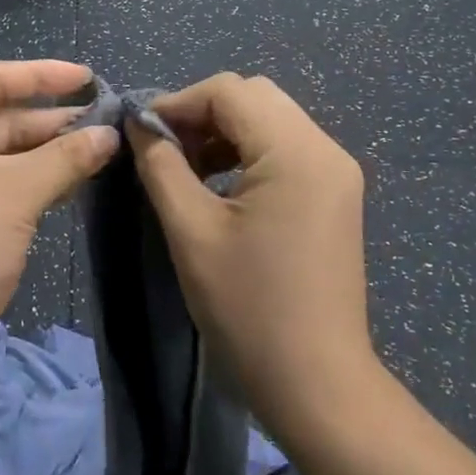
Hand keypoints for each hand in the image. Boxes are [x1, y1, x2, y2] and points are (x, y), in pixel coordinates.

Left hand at [0, 60, 118, 395]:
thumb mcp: (17, 193)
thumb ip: (66, 157)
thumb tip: (110, 134)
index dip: (42, 74)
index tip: (88, 79)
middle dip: (50, 120)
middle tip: (104, 124)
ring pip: (0, 155)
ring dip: (46, 153)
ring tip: (98, 151)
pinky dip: (31, 182)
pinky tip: (70, 184)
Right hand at [128, 73, 373, 438]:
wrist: (316, 383)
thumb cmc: (248, 307)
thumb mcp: (191, 231)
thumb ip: (161, 165)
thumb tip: (139, 124)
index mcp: (296, 152)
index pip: (230, 91)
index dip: (178, 102)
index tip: (140, 132)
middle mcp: (326, 149)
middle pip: (255, 97)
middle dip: (202, 113)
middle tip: (164, 149)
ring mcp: (337, 172)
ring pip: (272, 120)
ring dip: (225, 131)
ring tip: (186, 167)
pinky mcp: (336, 195)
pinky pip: (287, 149)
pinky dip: (248, 152)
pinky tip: (220, 184)